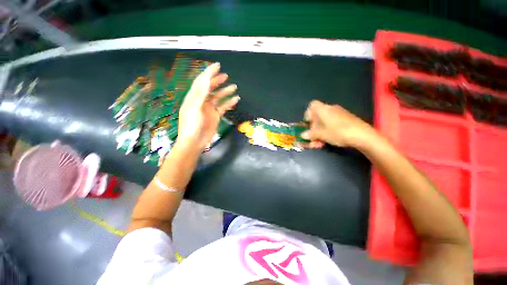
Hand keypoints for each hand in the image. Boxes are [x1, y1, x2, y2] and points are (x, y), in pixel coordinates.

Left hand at [177, 62, 239, 150]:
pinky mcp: (216, 116)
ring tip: (234, 86)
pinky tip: (235, 99)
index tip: (217, 66)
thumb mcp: (194, 107)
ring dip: (225, 91)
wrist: (195, 141)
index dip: (208, 73)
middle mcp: (202, 101)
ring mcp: (209, 108)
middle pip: (210, 88)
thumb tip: (206, 80)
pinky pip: (223, 107)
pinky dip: (229, 103)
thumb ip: (200, 94)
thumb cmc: (191, 125)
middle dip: (217, 80)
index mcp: (194, 97)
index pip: (201, 82)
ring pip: (218, 97)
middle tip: (225, 76)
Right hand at [301, 100, 374, 147]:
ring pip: (324, 122)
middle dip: (313, 128)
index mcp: (323, 110)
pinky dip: (327, 131)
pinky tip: (328, 140)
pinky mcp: (345, 119)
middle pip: (317, 116)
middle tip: (312, 138)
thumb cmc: (338, 132)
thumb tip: (302, 135)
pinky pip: (332, 123)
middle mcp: (330, 109)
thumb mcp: (322, 135)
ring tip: (319, 143)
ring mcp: (339, 114)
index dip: (307, 114)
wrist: (363, 135)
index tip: (307, 124)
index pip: (312, 105)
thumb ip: (311, 134)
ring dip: (319, 132)